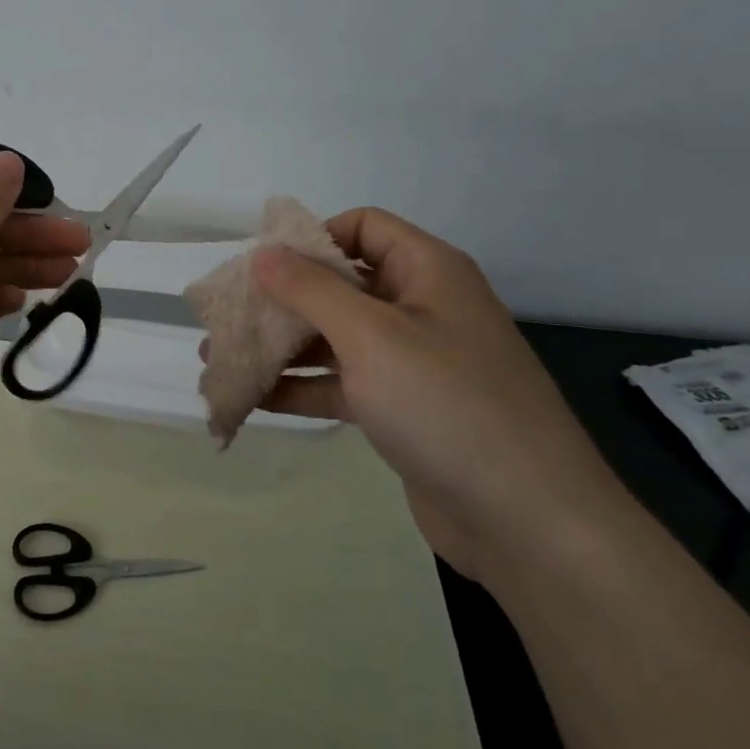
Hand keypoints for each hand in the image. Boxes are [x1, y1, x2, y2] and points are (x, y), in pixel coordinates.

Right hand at [232, 208, 629, 579]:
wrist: (527, 520)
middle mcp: (421, 308)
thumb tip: (263, 252)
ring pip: (336, 338)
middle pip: (341, 285)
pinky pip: (343, 384)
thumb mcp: (371, 336)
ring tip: (221, 358)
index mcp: (427, 272)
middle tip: (226, 317)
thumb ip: (311, 290)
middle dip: (281, 300)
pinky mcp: (403, 410)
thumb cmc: (447, 405)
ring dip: (282, 346)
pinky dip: (301, 387)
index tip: (260, 266)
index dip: (311, 239)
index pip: (362, 227)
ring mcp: (413, 362)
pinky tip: (254, 399)